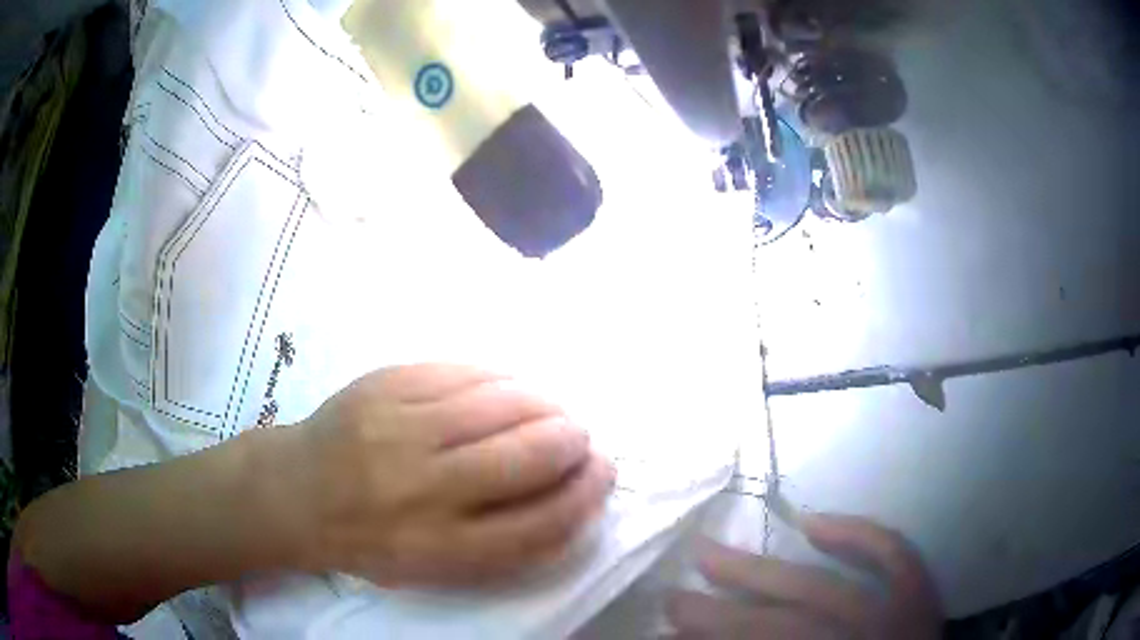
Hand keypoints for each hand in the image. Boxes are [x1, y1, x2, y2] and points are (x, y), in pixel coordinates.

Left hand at [279, 364, 614, 586]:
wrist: (296, 493)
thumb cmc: (372, 541)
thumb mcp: (436, 569)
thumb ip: (505, 545)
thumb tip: (572, 493)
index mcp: (439, 549)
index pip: (541, 523)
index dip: (586, 494)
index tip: (602, 472)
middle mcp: (422, 490)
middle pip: (529, 455)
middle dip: (571, 440)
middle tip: (576, 436)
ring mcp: (399, 428)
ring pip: (502, 402)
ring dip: (543, 402)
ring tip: (547, 409)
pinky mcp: (384, 385)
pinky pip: (464, 371)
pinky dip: (500, 379)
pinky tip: (506, 388)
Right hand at [668, 514, 941, 638]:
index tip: (666, 635)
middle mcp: (872, 638)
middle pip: (788, 625)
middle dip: (724, 614)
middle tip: (672, 599)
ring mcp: (903, 615)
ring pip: (825, 590)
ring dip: (765, 574)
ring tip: (712, 555)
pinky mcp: (921, 596)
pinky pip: (894, 556)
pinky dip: (859, 536)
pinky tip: (816, 523)